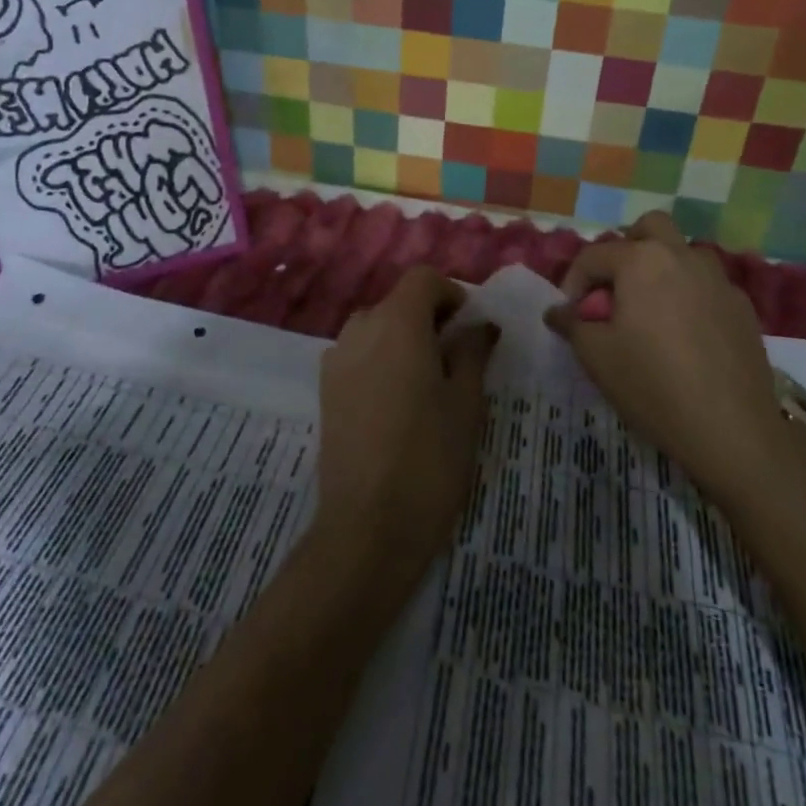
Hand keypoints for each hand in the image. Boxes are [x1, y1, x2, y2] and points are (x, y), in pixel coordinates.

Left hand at [315, 267, 497, 584]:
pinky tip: (396, 404)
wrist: (368, 526)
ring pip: (375, 328)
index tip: (469, 327)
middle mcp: (360, 329)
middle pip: (397, 302)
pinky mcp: (325, 390)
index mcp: (397, 323)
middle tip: (455, 358)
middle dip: (428, 318)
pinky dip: (380, 360)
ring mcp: (336, 359)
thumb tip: (480, 325)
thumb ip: (472, 353)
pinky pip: (358, 355)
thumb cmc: (430, 458)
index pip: (422, 279)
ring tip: (426, 382)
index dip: (450, 293)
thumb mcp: (466, 403)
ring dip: (402, 339)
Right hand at [545, 212, 788, 501]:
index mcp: (642, 260)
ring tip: (650, 311)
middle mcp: (682, 256)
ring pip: (684, 253)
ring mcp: (719, 279)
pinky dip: (689, 296)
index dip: (573, 282)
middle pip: (650, 228)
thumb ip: (572, 323)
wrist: (732, 429)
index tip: (570, 314)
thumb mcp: (596, 356)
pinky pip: (707, 285)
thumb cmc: (652, 385)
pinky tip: (685, 336)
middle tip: (614, 289)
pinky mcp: (743, 307)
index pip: (594, 255)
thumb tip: (558, 311)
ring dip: (662, 268)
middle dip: (626, 249)